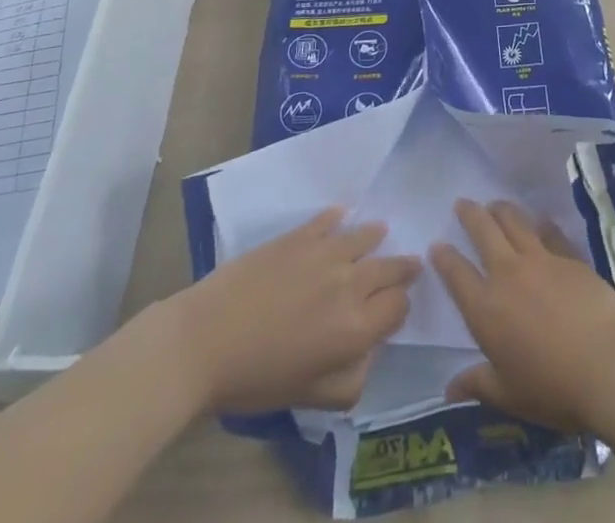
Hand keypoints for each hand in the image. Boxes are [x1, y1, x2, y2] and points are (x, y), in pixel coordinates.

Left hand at [175, 207, 419, 413]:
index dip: (399, 307)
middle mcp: (350, 285)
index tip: (393, 308)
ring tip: (380, 232)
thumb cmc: (256, 379)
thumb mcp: (308, 398)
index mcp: (356, 329)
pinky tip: (340, 215)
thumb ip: (350, 381)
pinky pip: (329, 220)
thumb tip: (368, 354)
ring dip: (376, 237)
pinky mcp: (301, 235)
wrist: (205, 341)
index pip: (398, 307)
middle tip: (408, 265)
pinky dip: (338, 218)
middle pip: (390, 268)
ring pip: (366, 237)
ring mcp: (327, 253)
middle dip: (402, 268)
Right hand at [430, 199, 614, 434]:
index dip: (444, 258)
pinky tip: (540, 219)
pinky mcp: (569, 256)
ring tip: (495, 204)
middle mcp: (508, 274)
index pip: (457, 274)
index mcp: (486, 309)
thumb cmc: (553, 387)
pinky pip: (549, 231)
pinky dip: (541, 223)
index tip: (437, 244)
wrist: (607, 363)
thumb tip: (449, 389)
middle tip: (462, 203)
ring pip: (515, 222)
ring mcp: (541, 259)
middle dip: (470, 215)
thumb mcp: (509, 395)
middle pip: (484, 232)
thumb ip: (478, 385)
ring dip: (501, 209)